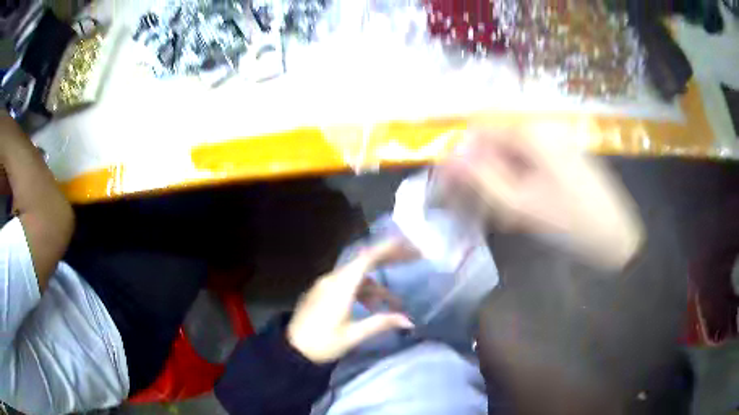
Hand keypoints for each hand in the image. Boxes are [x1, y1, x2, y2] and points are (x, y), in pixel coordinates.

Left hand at [287, 240, 414, 363]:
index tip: (408, 244)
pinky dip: (363, 291)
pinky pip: (347, 284)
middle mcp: (332, 279)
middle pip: (364, 262)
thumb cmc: (322, 343)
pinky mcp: (322, 292)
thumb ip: (381, 323)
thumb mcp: (353, 336)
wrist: (292, 350)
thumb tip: (408, 320)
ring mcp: (325, 285)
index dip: (389, 249)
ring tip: (395, 303)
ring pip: (357, 276)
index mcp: (340, 286)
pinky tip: (371, 307)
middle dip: (388, 259)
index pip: (367, 259)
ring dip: (377, 285)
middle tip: (410, 258)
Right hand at [440, 125, 643, 268]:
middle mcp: (544, 127)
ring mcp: (558, 141)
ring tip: (506, 214)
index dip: (462, 156)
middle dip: (484, 173)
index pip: (480, 131)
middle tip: (482, 208)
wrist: (618, 237)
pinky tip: (525, 207)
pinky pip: (533, 163)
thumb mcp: (520, 204)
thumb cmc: (570, 222)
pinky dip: (521, 182)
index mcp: (532, 131)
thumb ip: (480, 177)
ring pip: (515, 155)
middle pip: (498, 142)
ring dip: (502, 181)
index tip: (453, 187)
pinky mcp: (566, 156)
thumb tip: (447, 158)